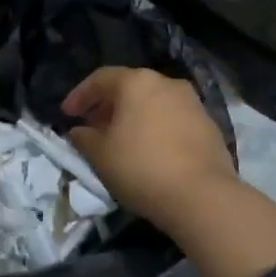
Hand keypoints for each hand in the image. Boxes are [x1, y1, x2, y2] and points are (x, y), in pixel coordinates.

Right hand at [62, 67, 236, 227]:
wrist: (202, 196)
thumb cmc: (141, 167)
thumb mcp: (100, 155)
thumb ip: (84, 138)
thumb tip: (79, 131)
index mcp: (137, 82)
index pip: (100, 79)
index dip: (79, 96)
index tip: (66, 114)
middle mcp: (167, 83)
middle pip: (129, 88)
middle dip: (107, 106)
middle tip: (92, 127)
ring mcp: (192, 103)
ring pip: (153, 103)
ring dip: (133, 117)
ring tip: (119, 141)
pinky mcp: (209, 125)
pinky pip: (172, 119)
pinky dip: (155, 128)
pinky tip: (148, 150)